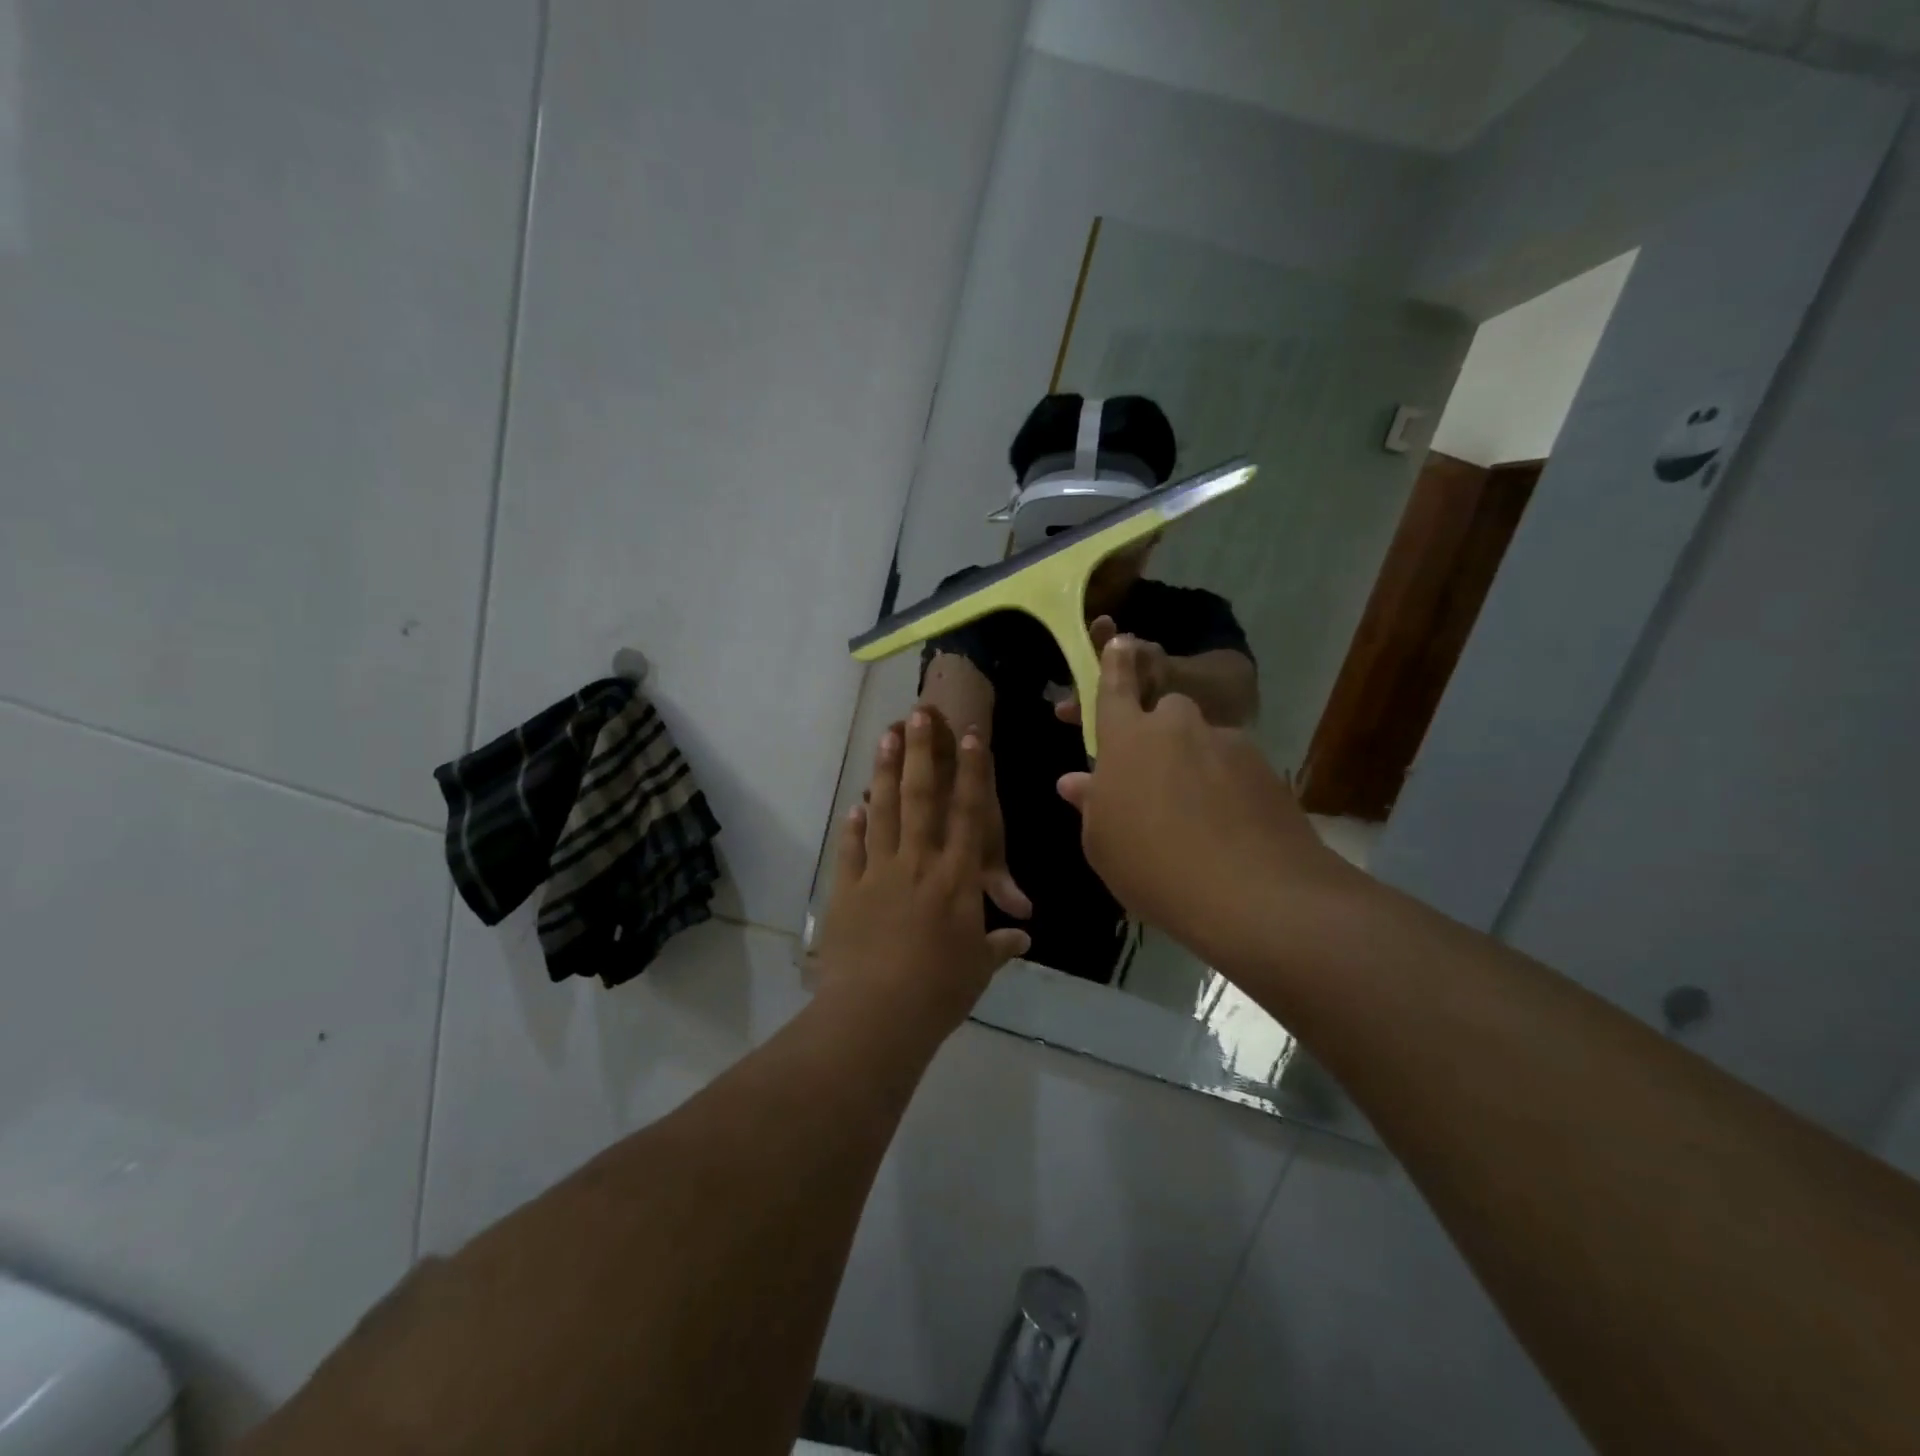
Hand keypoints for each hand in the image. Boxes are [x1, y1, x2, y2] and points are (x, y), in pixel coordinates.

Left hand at [818, 708, 1031, 1036]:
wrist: (875, 1015)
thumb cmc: (939, 991)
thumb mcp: (978, 968)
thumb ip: (998, 944)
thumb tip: (1022, 936)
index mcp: (956, 879)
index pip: (969, 815)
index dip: (972, 774)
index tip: (970, 737)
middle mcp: (918, 863)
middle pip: (921, 798)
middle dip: (921, 752)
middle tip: (917, 714)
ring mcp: (878, 873)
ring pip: (883, 812)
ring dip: (885, 772)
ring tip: (885, 737)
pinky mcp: (846, 890)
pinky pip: (851, 848)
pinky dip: (853, 825)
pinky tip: (854, 805)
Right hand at [1056, 637, 1349, 970]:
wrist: (1254, 895)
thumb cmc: (1152, 868)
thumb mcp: (1102, 843)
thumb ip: (1091, 803)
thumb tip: (1075, 781)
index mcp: (1127, 738)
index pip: (1116, 687)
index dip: (1115, 664)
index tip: (1120, 640)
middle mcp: (1177, 727)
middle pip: (1167, 712)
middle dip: (1161, 732)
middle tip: (1158, 778)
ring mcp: (1227, 743)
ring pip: (1204, 741)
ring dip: (1197, 764)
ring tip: (1199, 816)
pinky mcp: (1265, 768)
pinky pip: (1235, 767)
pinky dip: (1228, 787)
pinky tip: (1229, 828)